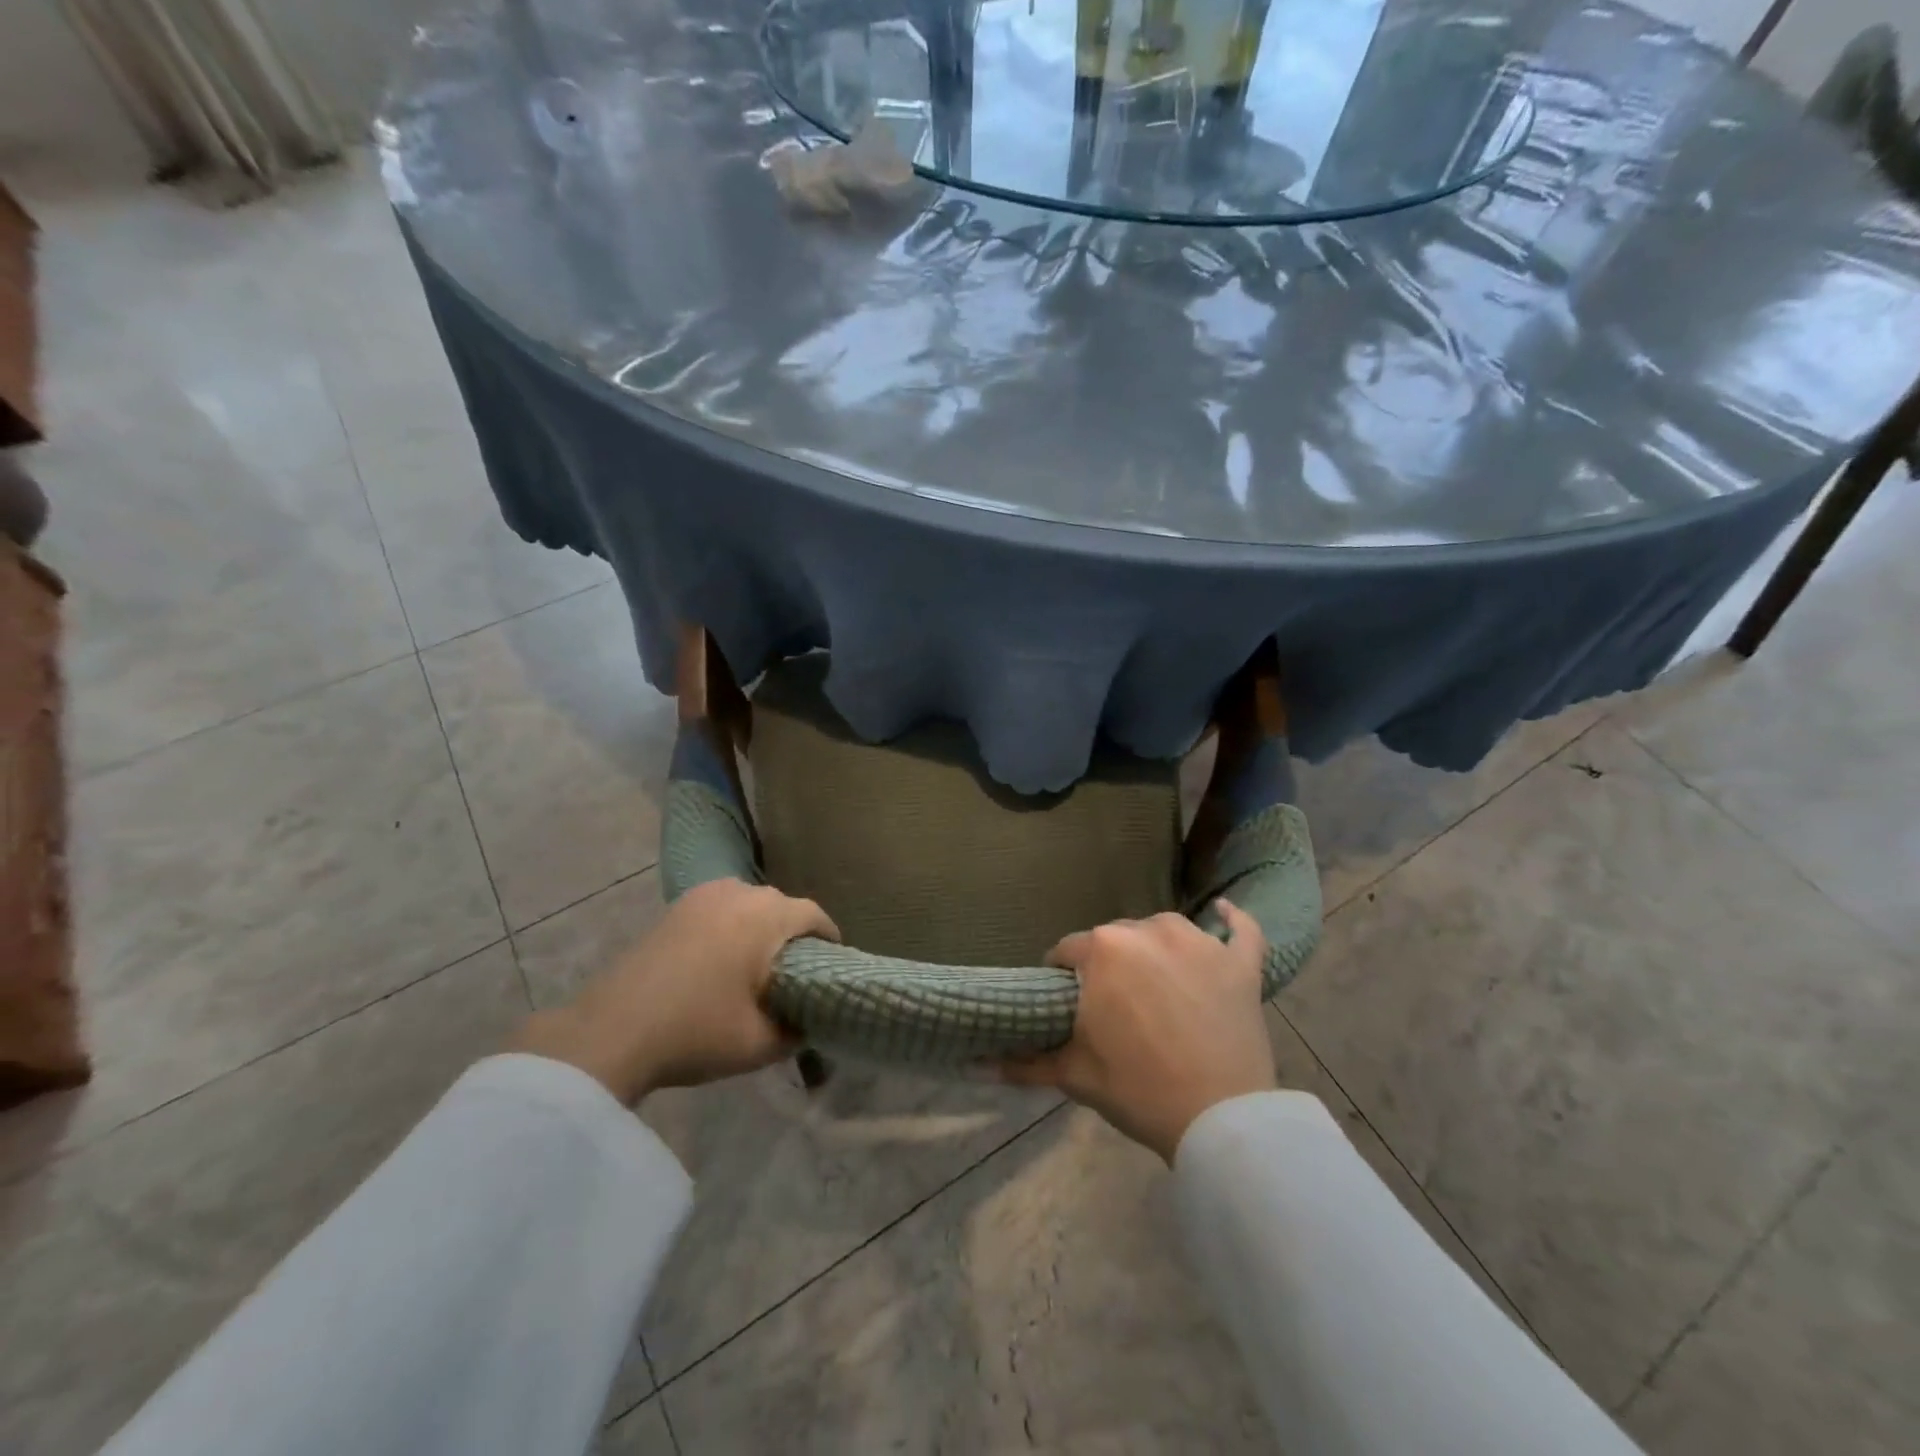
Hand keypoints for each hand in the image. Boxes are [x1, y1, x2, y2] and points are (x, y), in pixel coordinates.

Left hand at [511, 879, 838, 1104]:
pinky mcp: (675, 908)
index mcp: (766, 915)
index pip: (815, 916)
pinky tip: (722, 962)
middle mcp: (739, 891)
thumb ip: (797, 1032)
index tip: (833, 966)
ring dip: (761, 930)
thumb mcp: (760, 1044)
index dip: (830, 940)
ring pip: (749, 905)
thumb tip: (808, 1025)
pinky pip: (720, 910)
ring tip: (759, 967)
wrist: (610, 1031)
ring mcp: (702, 896)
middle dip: (794, 935)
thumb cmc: (696, 1030)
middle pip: (782, 907)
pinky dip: (731, 929)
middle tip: (798, 973)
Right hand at [1006, 902, 1275, 1163]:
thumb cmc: (1138, 1090)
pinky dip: (1232, 921)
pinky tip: (1224, 912)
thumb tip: (974, 1066)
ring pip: (1164, 930)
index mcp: (1103, 951)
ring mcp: (1199, 942)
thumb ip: (1024, 1063)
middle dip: (1108, 964)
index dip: (1062, 976)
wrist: (1220, 1119)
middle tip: (1114, 1005)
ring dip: (1156, 948)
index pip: (1067, 951)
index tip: (1067, 1003)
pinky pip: (1239, 929)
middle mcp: (1148, 930)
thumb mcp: (1075, 1075)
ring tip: (1157, 984)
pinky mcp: (1240, 963)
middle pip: (1115, 938)